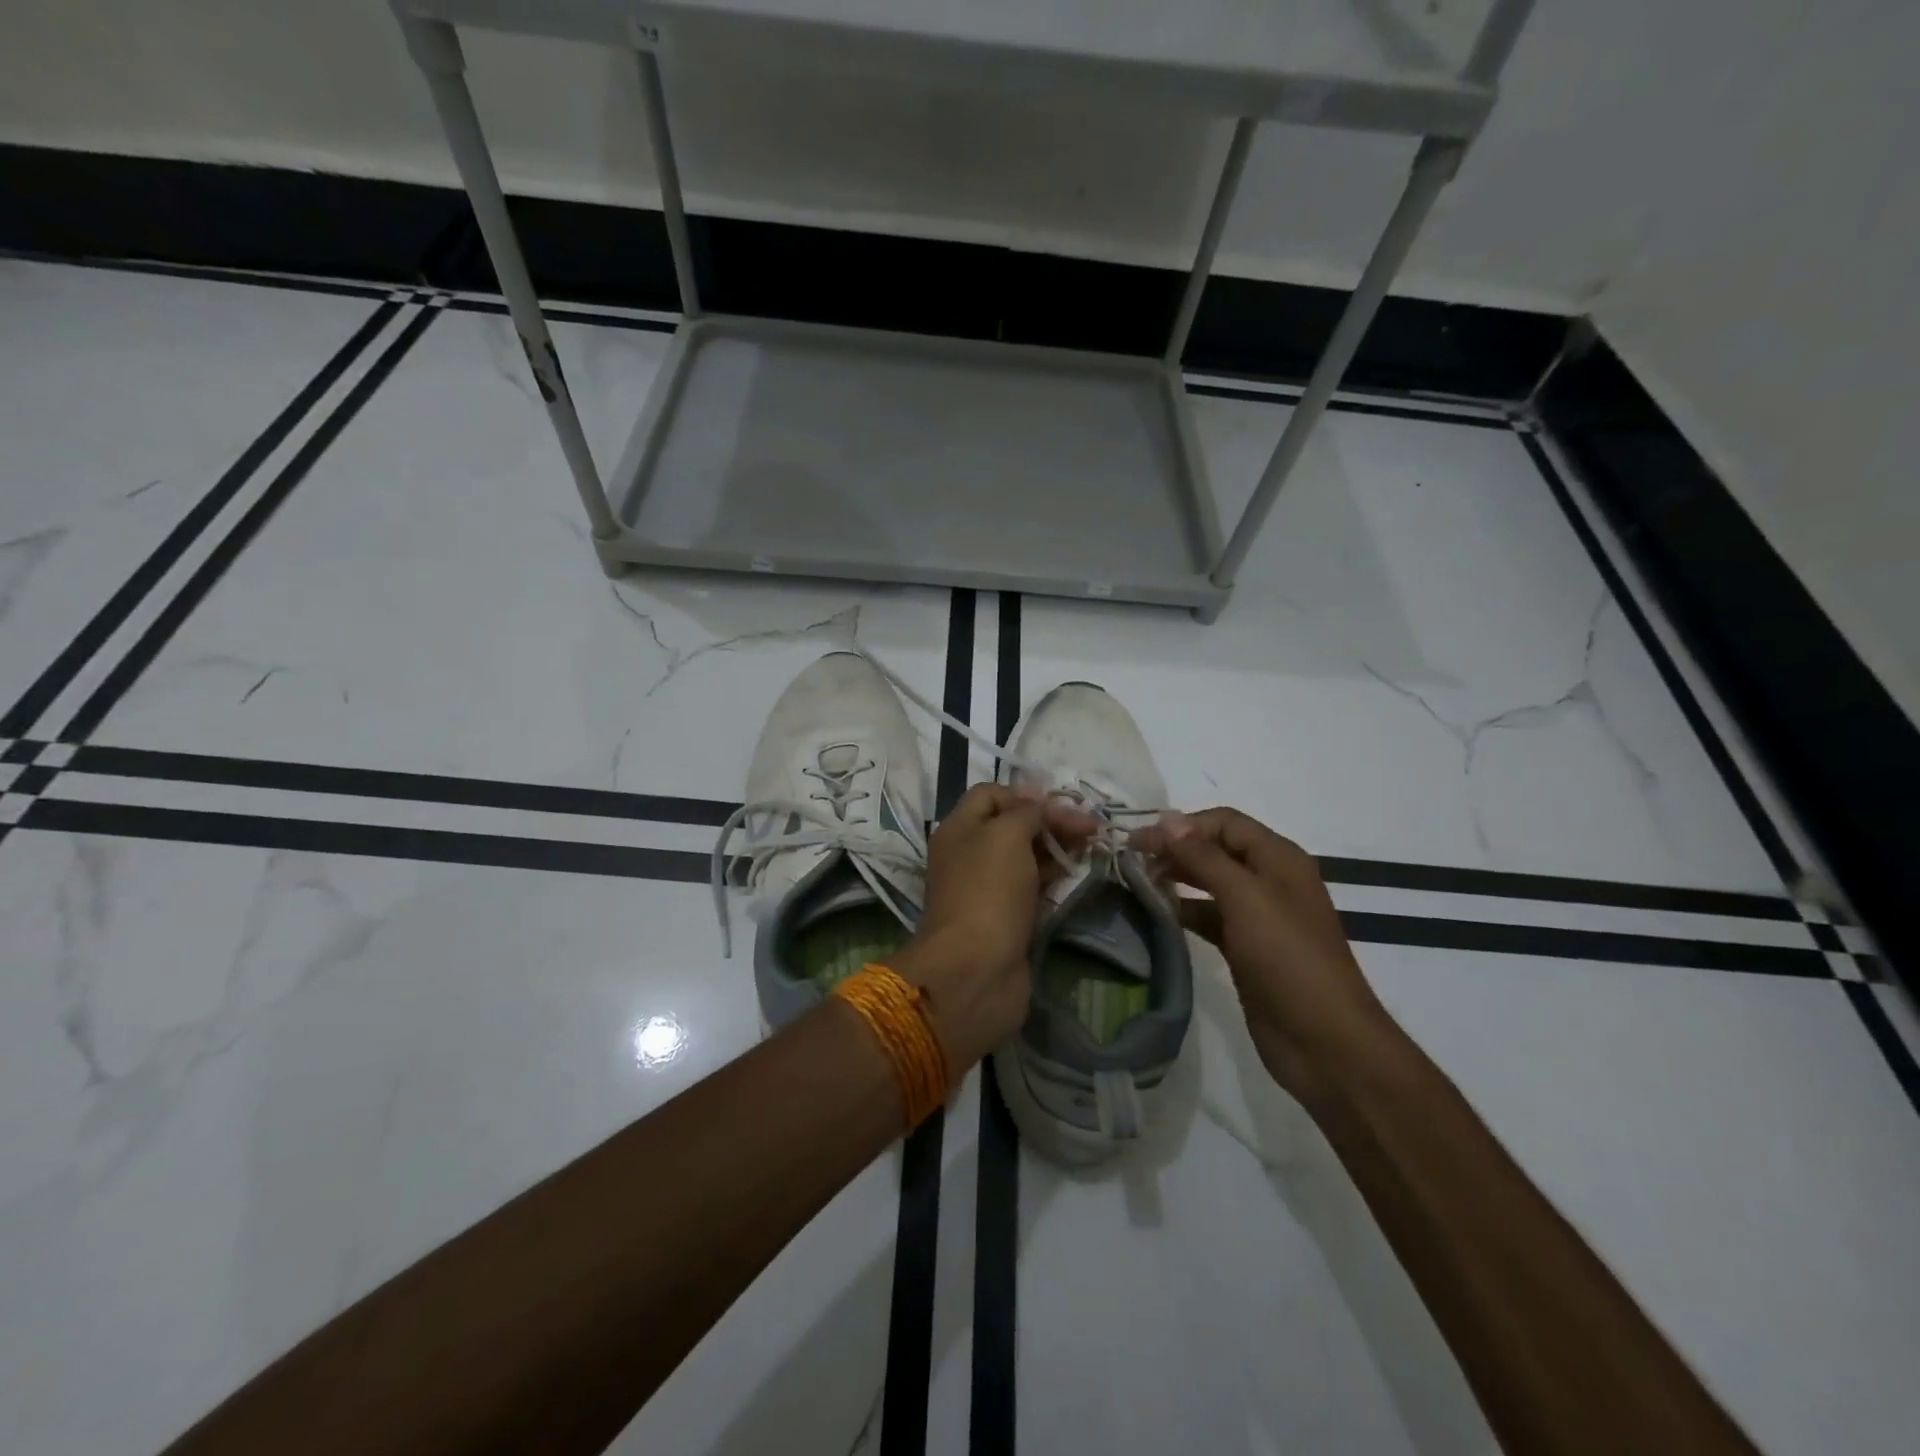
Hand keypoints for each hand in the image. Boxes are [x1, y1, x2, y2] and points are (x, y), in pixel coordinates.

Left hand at [893, 783, 1094, 1071]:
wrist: (976, 970)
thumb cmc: (988, 891)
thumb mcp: (1006, 835)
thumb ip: (1026, 812)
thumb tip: (1038, 803)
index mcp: (959, 829)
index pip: (990, 795)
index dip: (1025, 794)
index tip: (1060, 805)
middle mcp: (969, 855)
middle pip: (1012, 825)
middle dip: (1050, 820)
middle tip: (1090, 826)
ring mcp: (987, 889)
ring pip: (1025, 856)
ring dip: (1057, 848)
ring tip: (1092, 845)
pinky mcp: (1006, 918)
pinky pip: (1031, 887)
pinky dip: (1053, 877)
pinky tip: (1077, 873)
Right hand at [1131, 807, 1401, 1102]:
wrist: (1324, 1041)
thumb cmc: (1288, 959)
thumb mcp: (1246, 898)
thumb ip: (1205, 857)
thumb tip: (1168, 820)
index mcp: (1279, 858)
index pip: (1224, 822)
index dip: (1182, 825)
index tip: (1139, 840)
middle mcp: (1270, 880)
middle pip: (1216, 849)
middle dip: (1175, 849)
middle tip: (1130, 861)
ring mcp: (1259, 917)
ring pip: (1210, 883)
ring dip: (1177, 879)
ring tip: (1137, 884)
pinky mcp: (1247, 949)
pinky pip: (1210, 917)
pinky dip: (1184, 911)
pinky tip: (1157, 916)